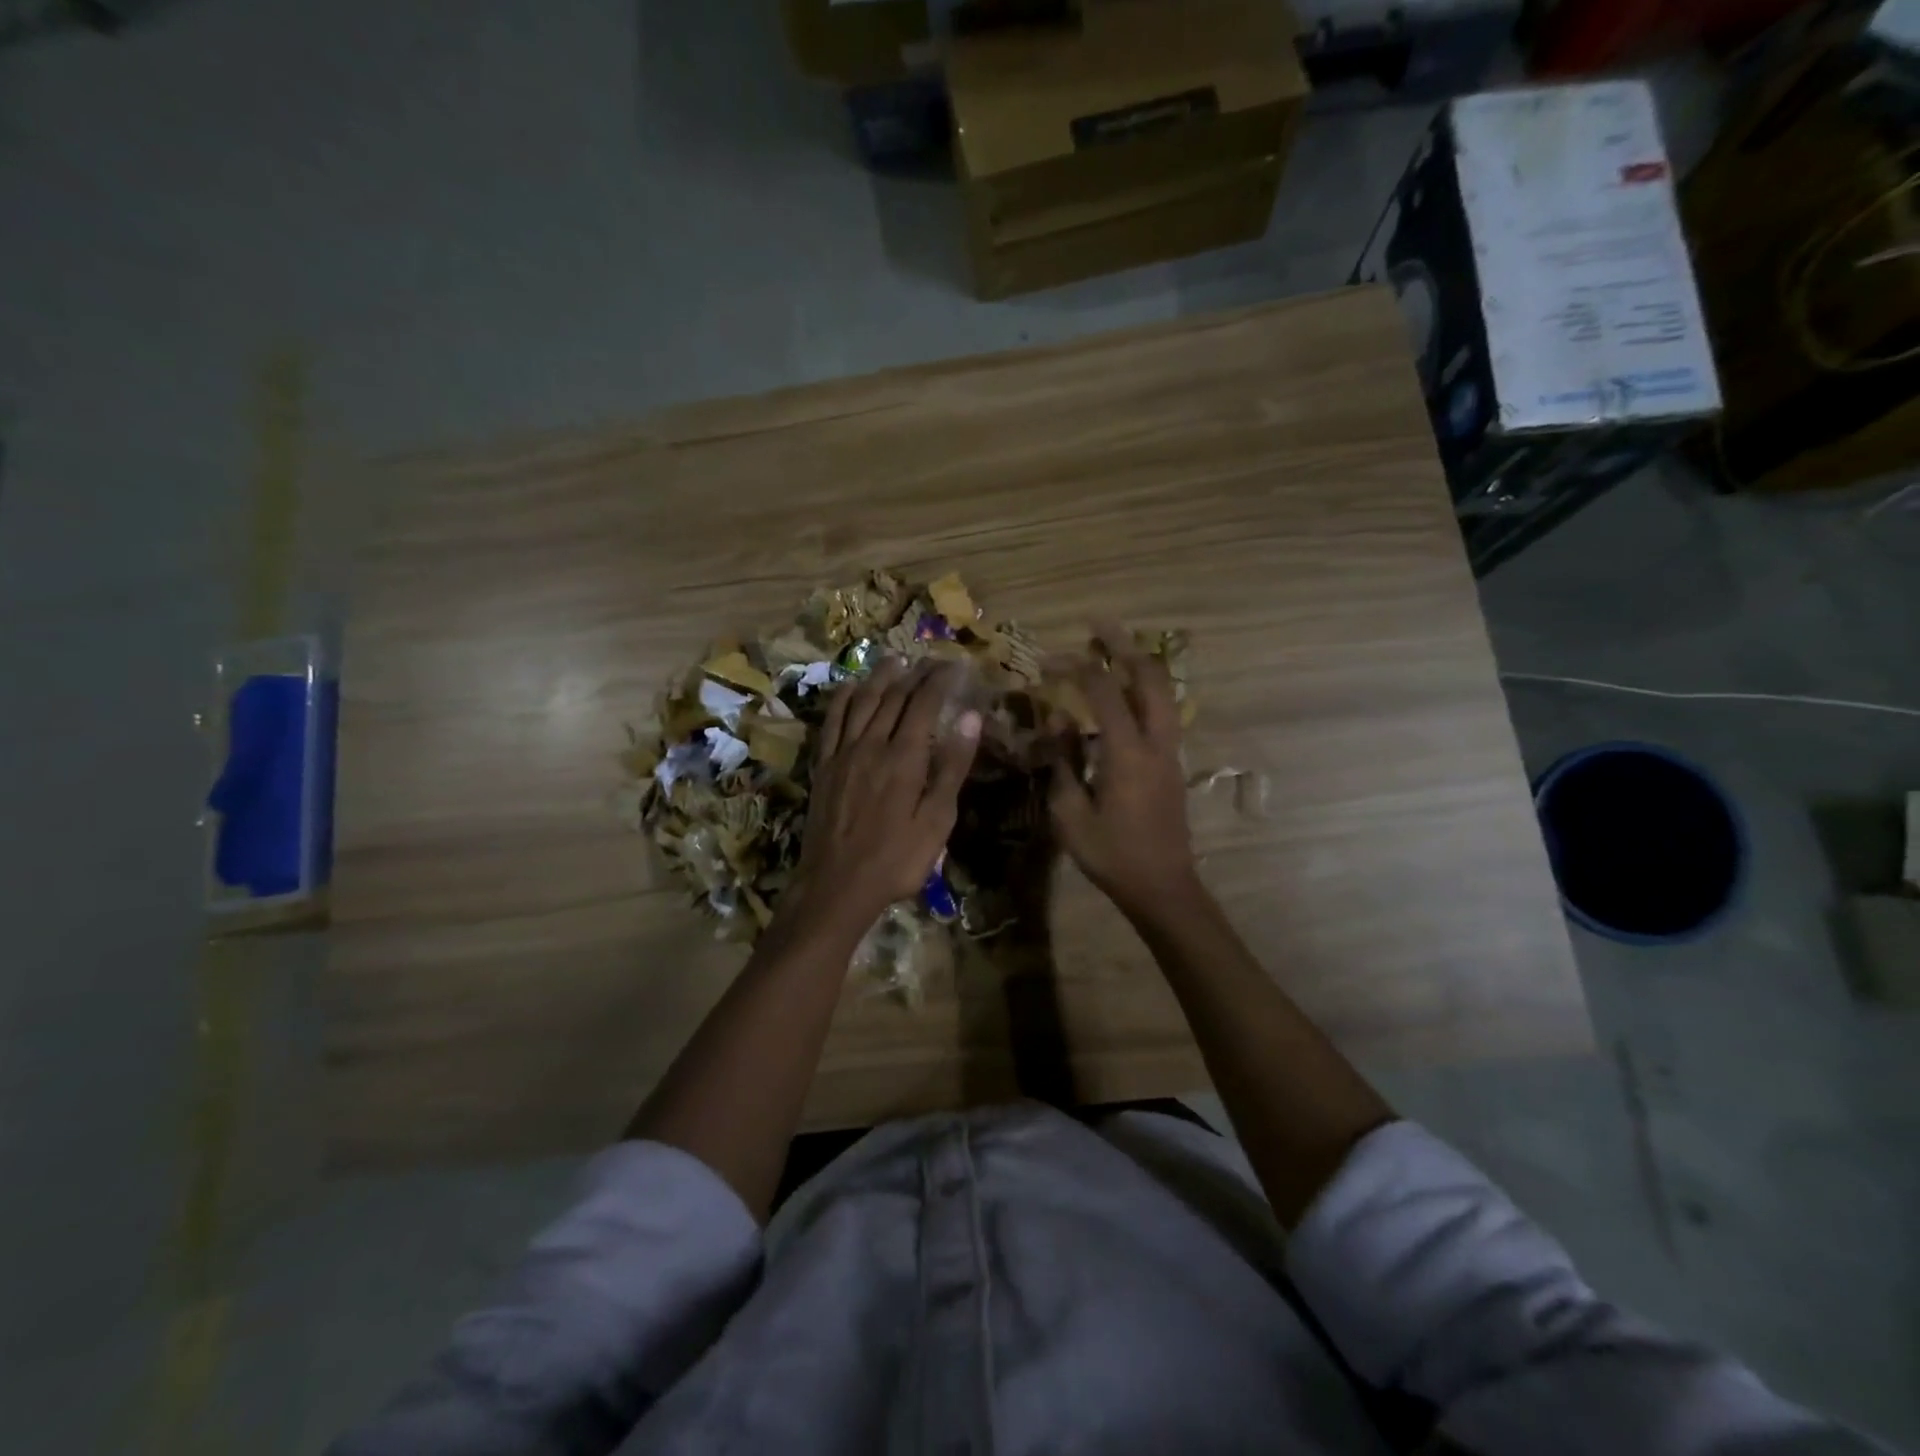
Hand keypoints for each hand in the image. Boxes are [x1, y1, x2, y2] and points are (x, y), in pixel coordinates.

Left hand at [786, 658, 981, 939]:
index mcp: (904, 757)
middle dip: (914, 674)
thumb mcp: (937, 820)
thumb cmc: (896, 859)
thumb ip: (952, 766)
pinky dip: (842, 699)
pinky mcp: (823, 766)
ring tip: (894, 660)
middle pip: (893, 697)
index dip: (939, 680)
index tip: (954, 666)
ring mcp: (843, 753)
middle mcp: (871, 744)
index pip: (923, 703)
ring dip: (879, 677)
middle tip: (930, 661)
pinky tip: (850, 688)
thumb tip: (970, 717)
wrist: (836, 886)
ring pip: (861, 702)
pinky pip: (832, 722)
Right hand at [1048, 624, 1198, 917]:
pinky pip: (1162, 709)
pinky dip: (1143, 688)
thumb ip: (1061, 762)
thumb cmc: (1112, 855)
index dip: (1075, 668)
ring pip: (1163, 690)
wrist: (1163, 886)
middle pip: (1149, 676)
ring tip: (1112, 647)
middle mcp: (1155, 741)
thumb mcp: (1070, 814)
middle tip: (1097, 624)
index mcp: (1127, 752)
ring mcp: (1169, 750)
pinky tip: (1122, 690)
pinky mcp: (1172, 762)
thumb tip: (1057, 720)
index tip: (1048, 660)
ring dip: (1137, 663)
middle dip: (1123, 644)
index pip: (1102, 691)